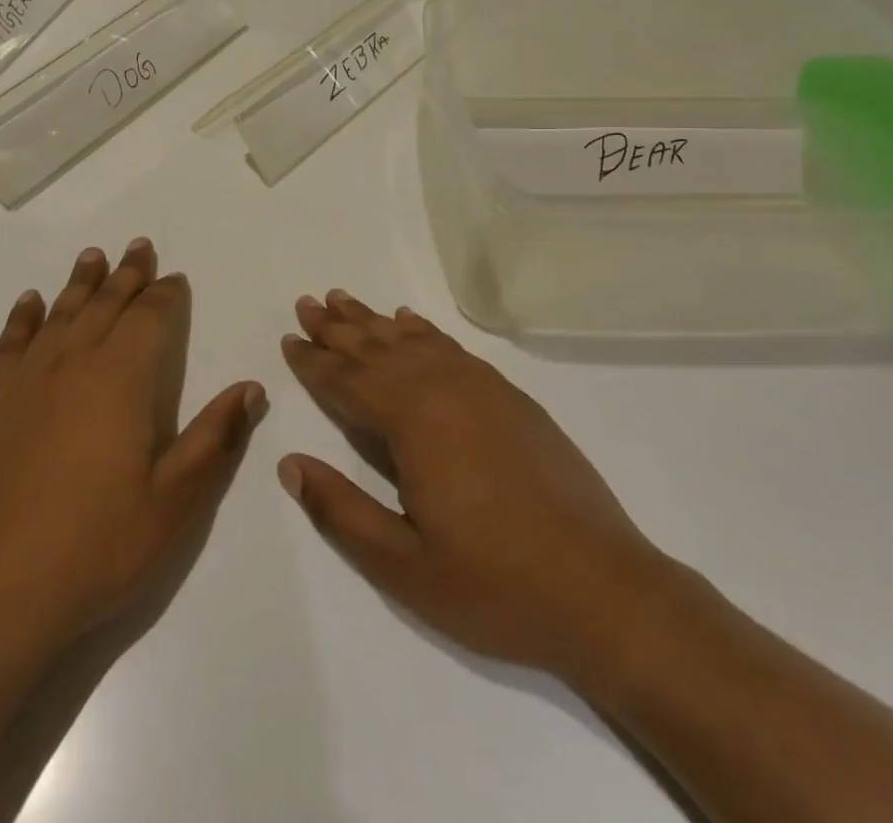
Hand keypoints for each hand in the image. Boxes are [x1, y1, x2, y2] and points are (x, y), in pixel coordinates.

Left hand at [0, 240, 266, 658]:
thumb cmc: (95, 550)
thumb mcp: (174, 503)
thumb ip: (213, 438)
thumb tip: (251, 387)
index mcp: (122, 380)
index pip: (150, 318)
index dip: (166, 295)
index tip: (176, 278)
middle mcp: (73, 364)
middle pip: (105, 304)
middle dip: (127, 275)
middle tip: (140, 247)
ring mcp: (25, 381)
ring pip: (60, 313)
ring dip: (80, 282)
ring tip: (93, 255)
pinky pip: (10, 344)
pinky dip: (24, 317)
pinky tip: (31, 301)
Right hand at [277, 291, 671, 688]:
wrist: (603, 590)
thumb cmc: (495, 585)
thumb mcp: (403, 566)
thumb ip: (341, 511)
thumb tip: (289, 464)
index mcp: (413, 422)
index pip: (348, 382)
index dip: (314, 362)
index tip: (289, 340)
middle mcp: (443, 389)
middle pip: (376, 349)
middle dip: (337, 328)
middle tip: (307, 303)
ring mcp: (481, 388)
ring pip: (413, 341)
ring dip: (374, 322)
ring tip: (345, 300)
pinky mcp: (510, 397)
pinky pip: (452, 348)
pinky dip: (424, 332)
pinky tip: (409, 322)